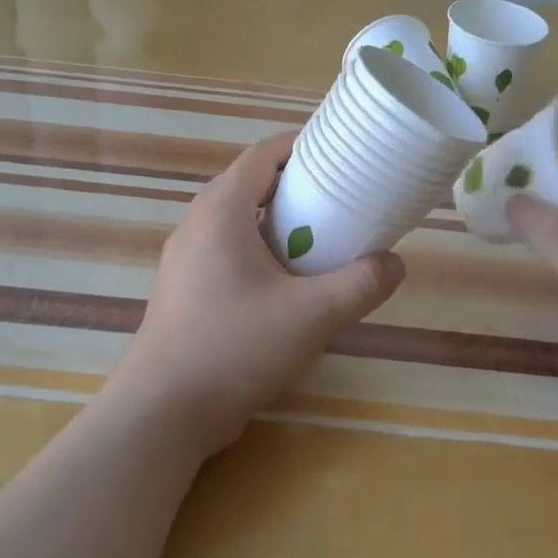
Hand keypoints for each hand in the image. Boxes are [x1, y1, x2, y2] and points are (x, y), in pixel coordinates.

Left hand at [119, 132, 406, 453]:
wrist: (163, 412)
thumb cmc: (235, 347)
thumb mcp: (312, 316)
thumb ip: (360, 285)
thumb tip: (394, 264)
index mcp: (221, 211)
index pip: (262, 155)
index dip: (301, 146)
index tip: (339, 154)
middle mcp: (196, 224)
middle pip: (250, 185)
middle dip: (295, 186)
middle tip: (339, 199)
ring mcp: (184, 259)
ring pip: (237, 222)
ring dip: (276, 223)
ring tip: (319, 241)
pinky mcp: (183, 290)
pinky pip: (225, 251)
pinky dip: (258, 251)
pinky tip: (285, 286)